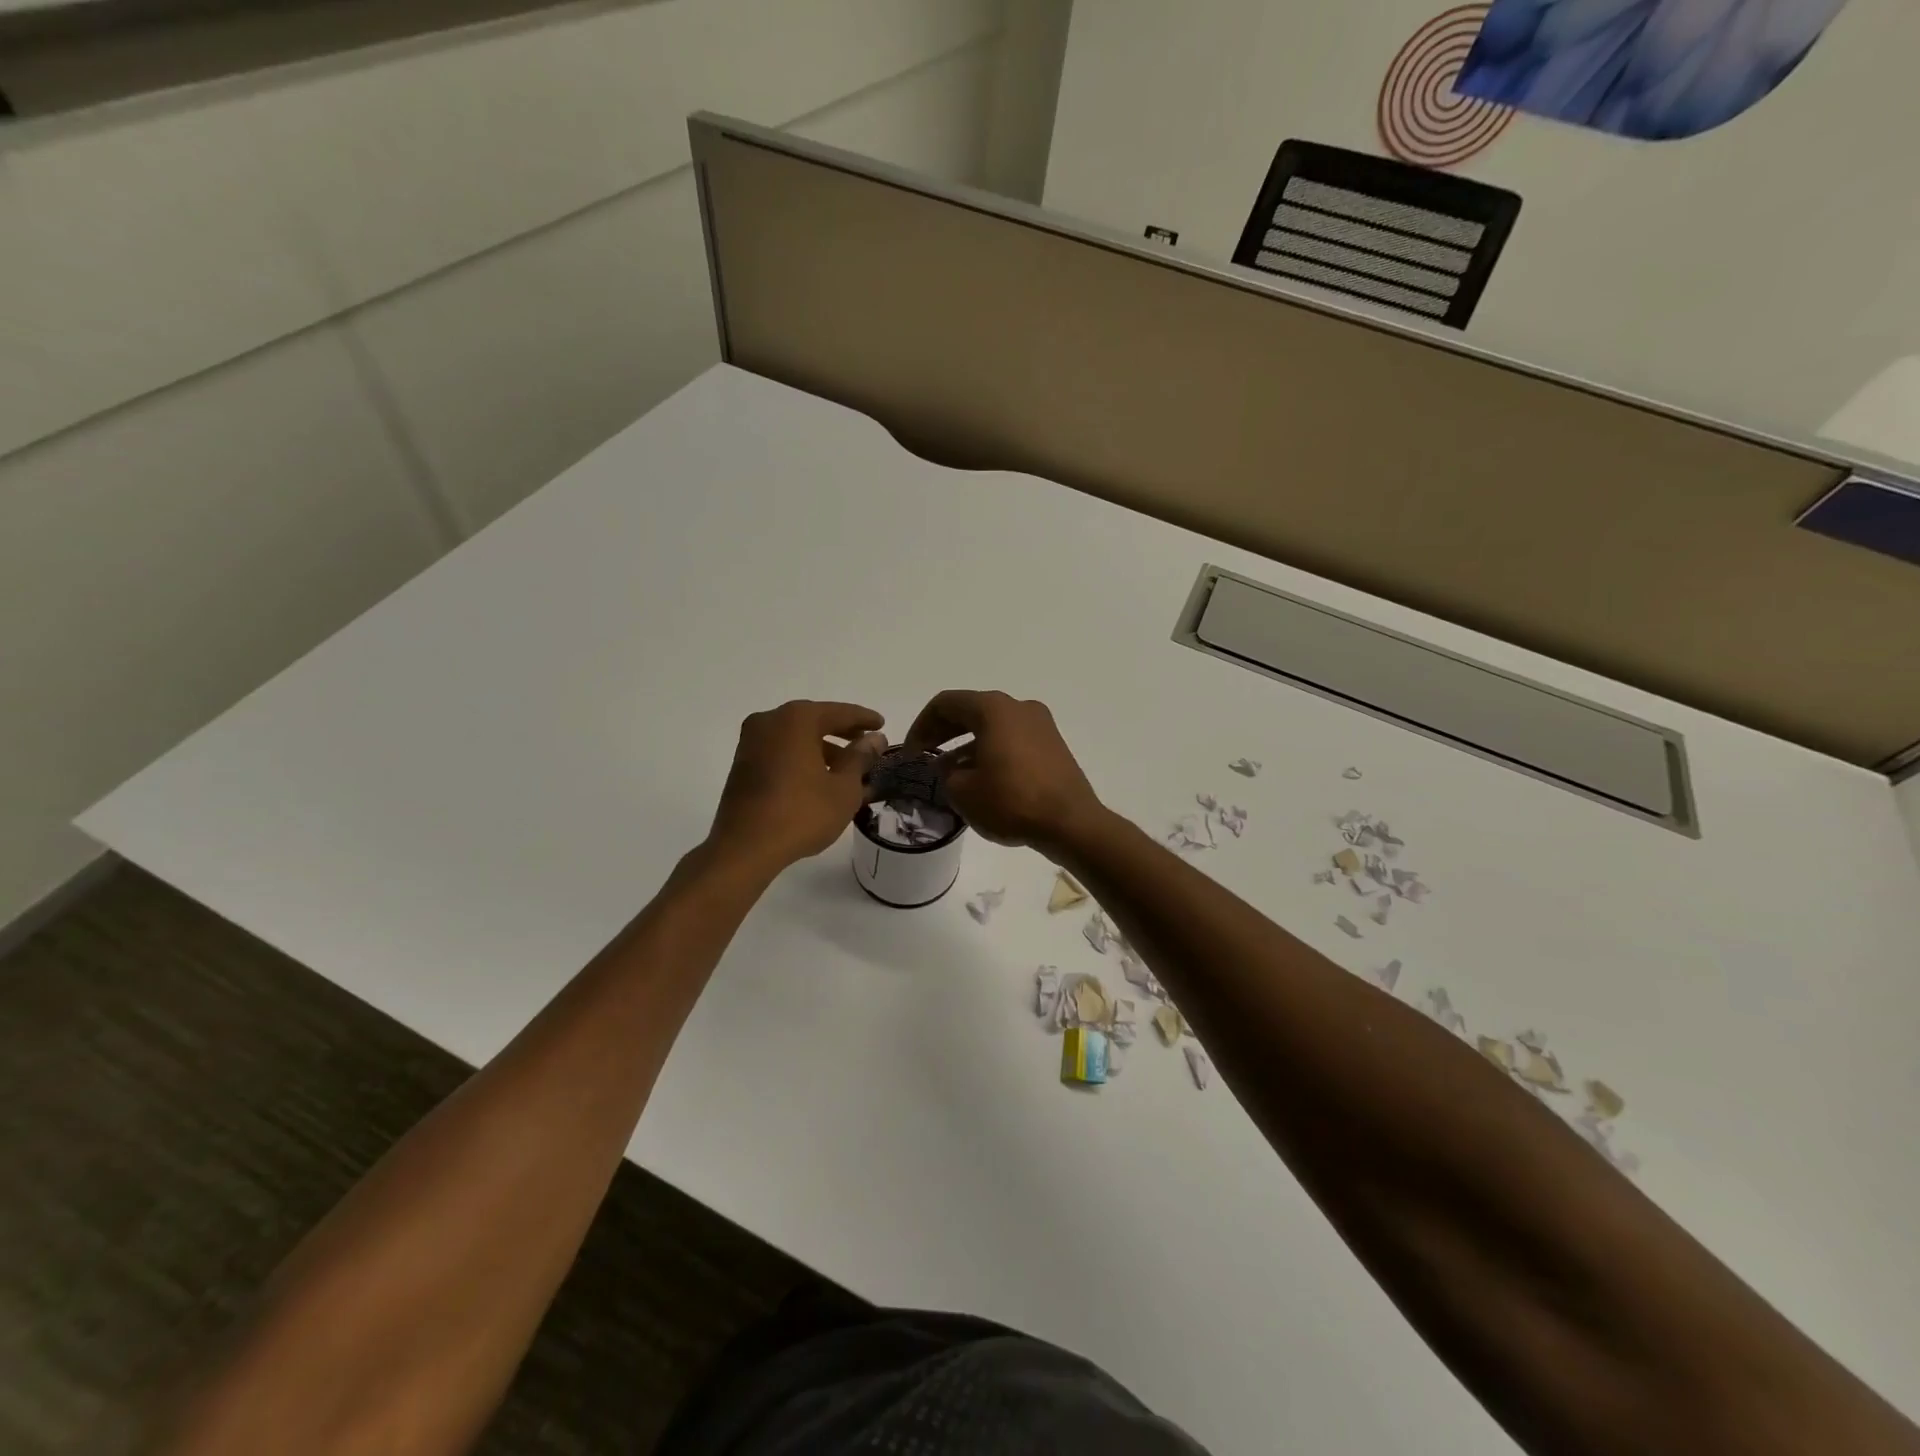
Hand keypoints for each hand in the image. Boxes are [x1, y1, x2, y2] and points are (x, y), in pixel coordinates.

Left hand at [709, 701, 886, 871]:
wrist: (745, 847)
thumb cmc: (802, 813)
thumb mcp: (843, 787)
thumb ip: (860, 757)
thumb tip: (874, 738)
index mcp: (796, 719)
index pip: (839, 713)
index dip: (864, 719)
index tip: (881, 724)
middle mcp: (770, 721)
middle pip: (814, 721)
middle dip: (842, 733)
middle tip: (866, 744)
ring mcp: (751, 742)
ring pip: (796, 738)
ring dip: (822, 749)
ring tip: (847, 770)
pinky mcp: (743, 764)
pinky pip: (781, 752)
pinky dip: (802, 759)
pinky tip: (820, 780)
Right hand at [903, 690, 1103, 853]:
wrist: (1071, 823)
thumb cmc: (1011, 801)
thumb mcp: (963, 791)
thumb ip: (946, 772)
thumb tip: (950, 766)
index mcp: (993, 708)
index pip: (946, 703)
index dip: (921, 725)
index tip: (911, 752)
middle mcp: (1018, 706)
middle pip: (970, 710)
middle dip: (943, 731)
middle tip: (924, 755)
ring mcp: (1040, 724)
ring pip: (992, 725)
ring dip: (966, 743)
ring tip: (949, 771)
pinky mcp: (1052, 745)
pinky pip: (1011, 739)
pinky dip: (990, 750)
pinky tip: (980, 777)